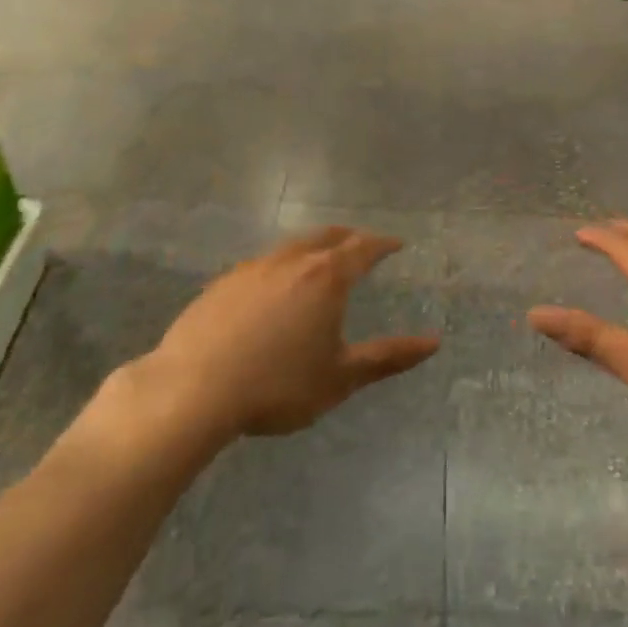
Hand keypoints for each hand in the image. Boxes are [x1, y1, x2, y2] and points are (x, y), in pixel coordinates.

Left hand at [138, 225, 439, 439]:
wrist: (192, 390)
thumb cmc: (277, 385)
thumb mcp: (340, 377)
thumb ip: (388, 357)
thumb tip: (435, 342)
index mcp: (326, 277)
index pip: (363, 248)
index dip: (382, 244)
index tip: (396, 244)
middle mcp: (292, 261)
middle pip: (327, 236)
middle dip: (348, 237)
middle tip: (361, 244)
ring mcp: (253, 268)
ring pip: (291, 246)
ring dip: (312, 247)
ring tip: (318, 262)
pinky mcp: (222, 283)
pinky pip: (261, 265)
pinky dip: (279, 267)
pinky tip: (271, 289)